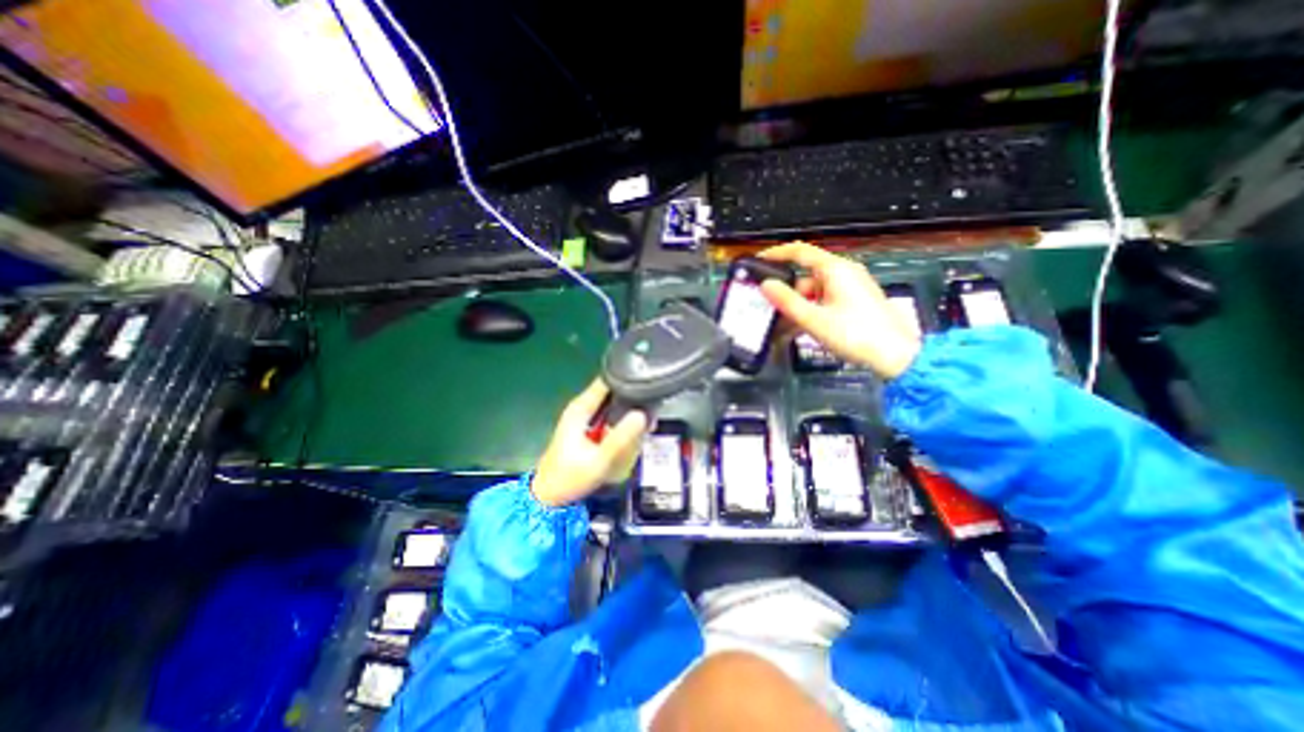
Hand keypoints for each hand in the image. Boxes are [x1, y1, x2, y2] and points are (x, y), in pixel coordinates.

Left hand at [531, 381, 647, 505]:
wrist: (551, 497)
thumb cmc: (570, 477)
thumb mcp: (599, 459)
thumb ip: (621, 438)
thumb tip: (642, 415)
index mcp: (580, 408)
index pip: (606, 380)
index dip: (627, 380)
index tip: (647, 389)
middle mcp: (583, 408)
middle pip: (614, 393)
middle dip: (633, 403)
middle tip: (651, 417)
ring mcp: (586, 418)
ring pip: (615, 407)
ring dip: (630, 417)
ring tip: (645, 429)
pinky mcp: (590, 429)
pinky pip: (612, 420)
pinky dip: (623, 426)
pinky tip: (634, 438)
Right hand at [759, 244, 921, 378]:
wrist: (897, 356)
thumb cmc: (855, 334)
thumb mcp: (814, 319)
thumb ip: (787, 301)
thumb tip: (765, 285)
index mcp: (835, 269)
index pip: (799, 251)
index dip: (776, 254)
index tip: (757, 262)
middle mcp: (844, 273)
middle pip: (805, 276)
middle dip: (786, 293)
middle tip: (768, 309)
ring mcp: (851, 287)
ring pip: (814, 292)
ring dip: (797, 307)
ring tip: (782, 328)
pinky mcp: (855, 301)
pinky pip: (825, 301)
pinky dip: (811, 312)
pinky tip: (800, 330)